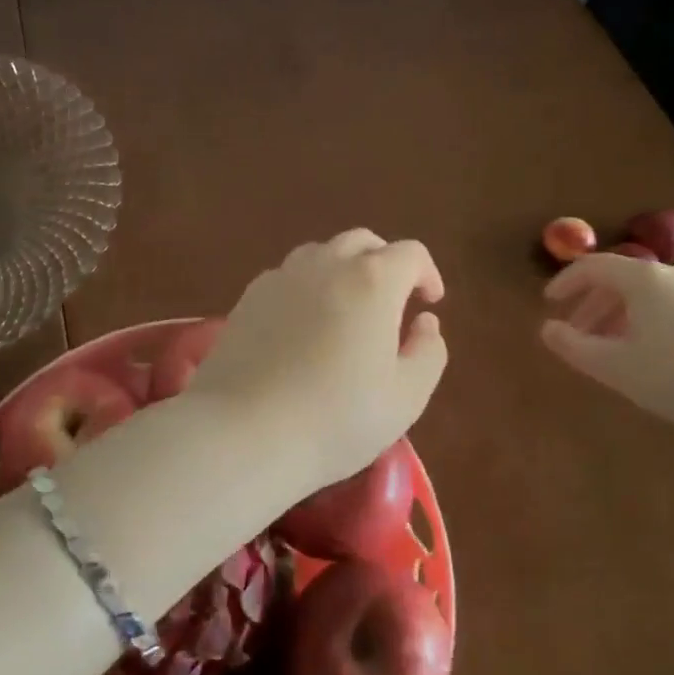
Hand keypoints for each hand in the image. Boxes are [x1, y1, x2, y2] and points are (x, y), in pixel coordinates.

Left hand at [188, 229, 446, 490]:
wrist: (243, 432)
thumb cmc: (336, 419)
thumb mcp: (406, 397)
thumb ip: (428, 351)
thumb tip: (424, 321)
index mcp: (372, 281)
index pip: (410, 253)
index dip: (427, 273)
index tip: (429, 303)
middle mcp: (326, 264)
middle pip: (363, 242)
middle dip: (385, 262)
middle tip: (392, 301)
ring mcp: (282, 276)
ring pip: (322, 253)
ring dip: (344, 269)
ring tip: (347, 310)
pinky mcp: (249, 296)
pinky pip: (289, 275)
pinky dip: (308, 286)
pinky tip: (303, 325)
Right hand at [540, 254, 673, 446]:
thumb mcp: (617, 367)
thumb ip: (575, 347)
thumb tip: (547, 329)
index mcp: (645, 279)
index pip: (593, 266)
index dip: (566, 281)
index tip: (549, 303)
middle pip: (622, 280)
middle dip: (593, 304)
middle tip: (577, 333)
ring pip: (650, 295)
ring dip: (621, 316)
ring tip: (613, 349)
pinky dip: (650, 321)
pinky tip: (655, 356)